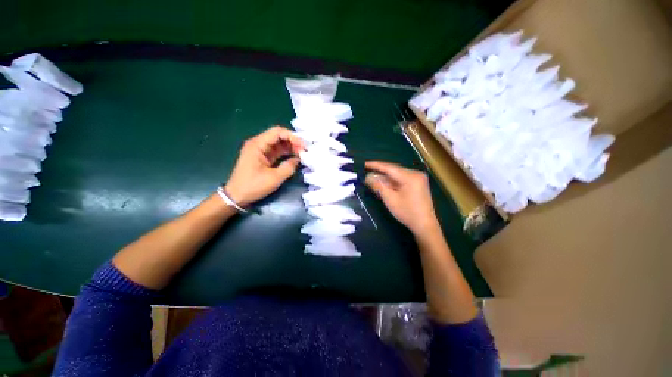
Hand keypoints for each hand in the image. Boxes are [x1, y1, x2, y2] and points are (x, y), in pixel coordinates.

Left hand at [225, 126, 304, 206]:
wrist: (236, 197)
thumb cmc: (253, 186)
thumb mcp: (274, 178)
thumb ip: (288, 167)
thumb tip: (298, 159)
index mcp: (257, 145)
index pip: (277, 132)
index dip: (292, 136)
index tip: (303, 146)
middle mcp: (258, 144)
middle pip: (278, 136)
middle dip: (292, 142)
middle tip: (304, 151)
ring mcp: (259, 151)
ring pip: (278, 144)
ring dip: (290, 147)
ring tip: (302, 154)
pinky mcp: (262, 158)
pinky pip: (276, 151)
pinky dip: (285, 153)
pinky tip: (294, 157)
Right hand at [365, 161, 438, 234]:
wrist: (424, 225)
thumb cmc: (407, 212)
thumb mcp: (390, 199)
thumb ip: (378, 186)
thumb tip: (368, 177)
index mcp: (410, 176)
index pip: (389, 168)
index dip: (376, 165)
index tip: (365, 163)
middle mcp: (415, 174)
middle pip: (394, 170)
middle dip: (380, 172)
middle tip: (367, 173)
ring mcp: (418, 178)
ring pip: (397, 175)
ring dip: (385, 178)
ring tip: (373, 179)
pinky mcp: (418, 184)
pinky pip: (402, 179)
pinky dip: (392, 182)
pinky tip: (384, 184)